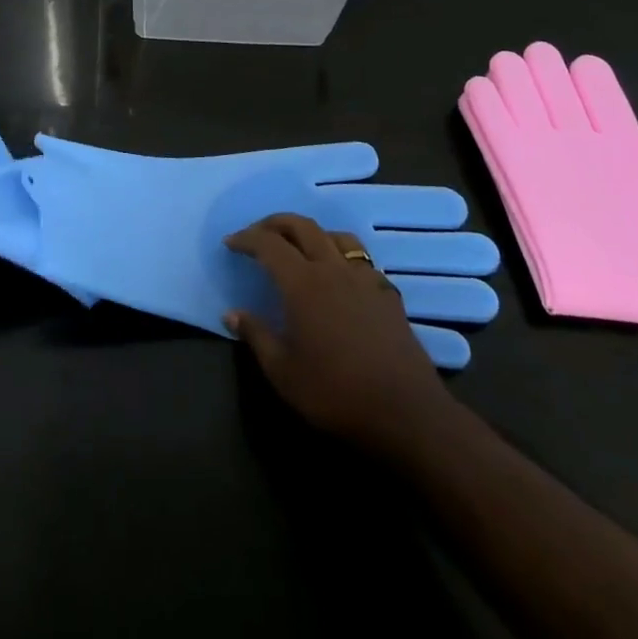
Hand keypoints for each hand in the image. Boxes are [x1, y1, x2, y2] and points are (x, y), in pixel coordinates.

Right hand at [224, 214, 454, 447]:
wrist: (407, 415)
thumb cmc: (337, 394)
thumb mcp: (284, 373)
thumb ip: (256, 336)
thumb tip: (231, 314)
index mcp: (302, 283)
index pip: (268, 244)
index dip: (246, 238)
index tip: (231, 243)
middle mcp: (332, 269)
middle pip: (301, 226)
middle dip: (275, 223)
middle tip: (258, 234)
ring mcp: (364, 279)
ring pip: (336, 236)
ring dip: (311, 233)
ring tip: (300, 247)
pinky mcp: (388, 294)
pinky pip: (361, 259)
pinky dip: (342, 256)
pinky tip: (340, 276)